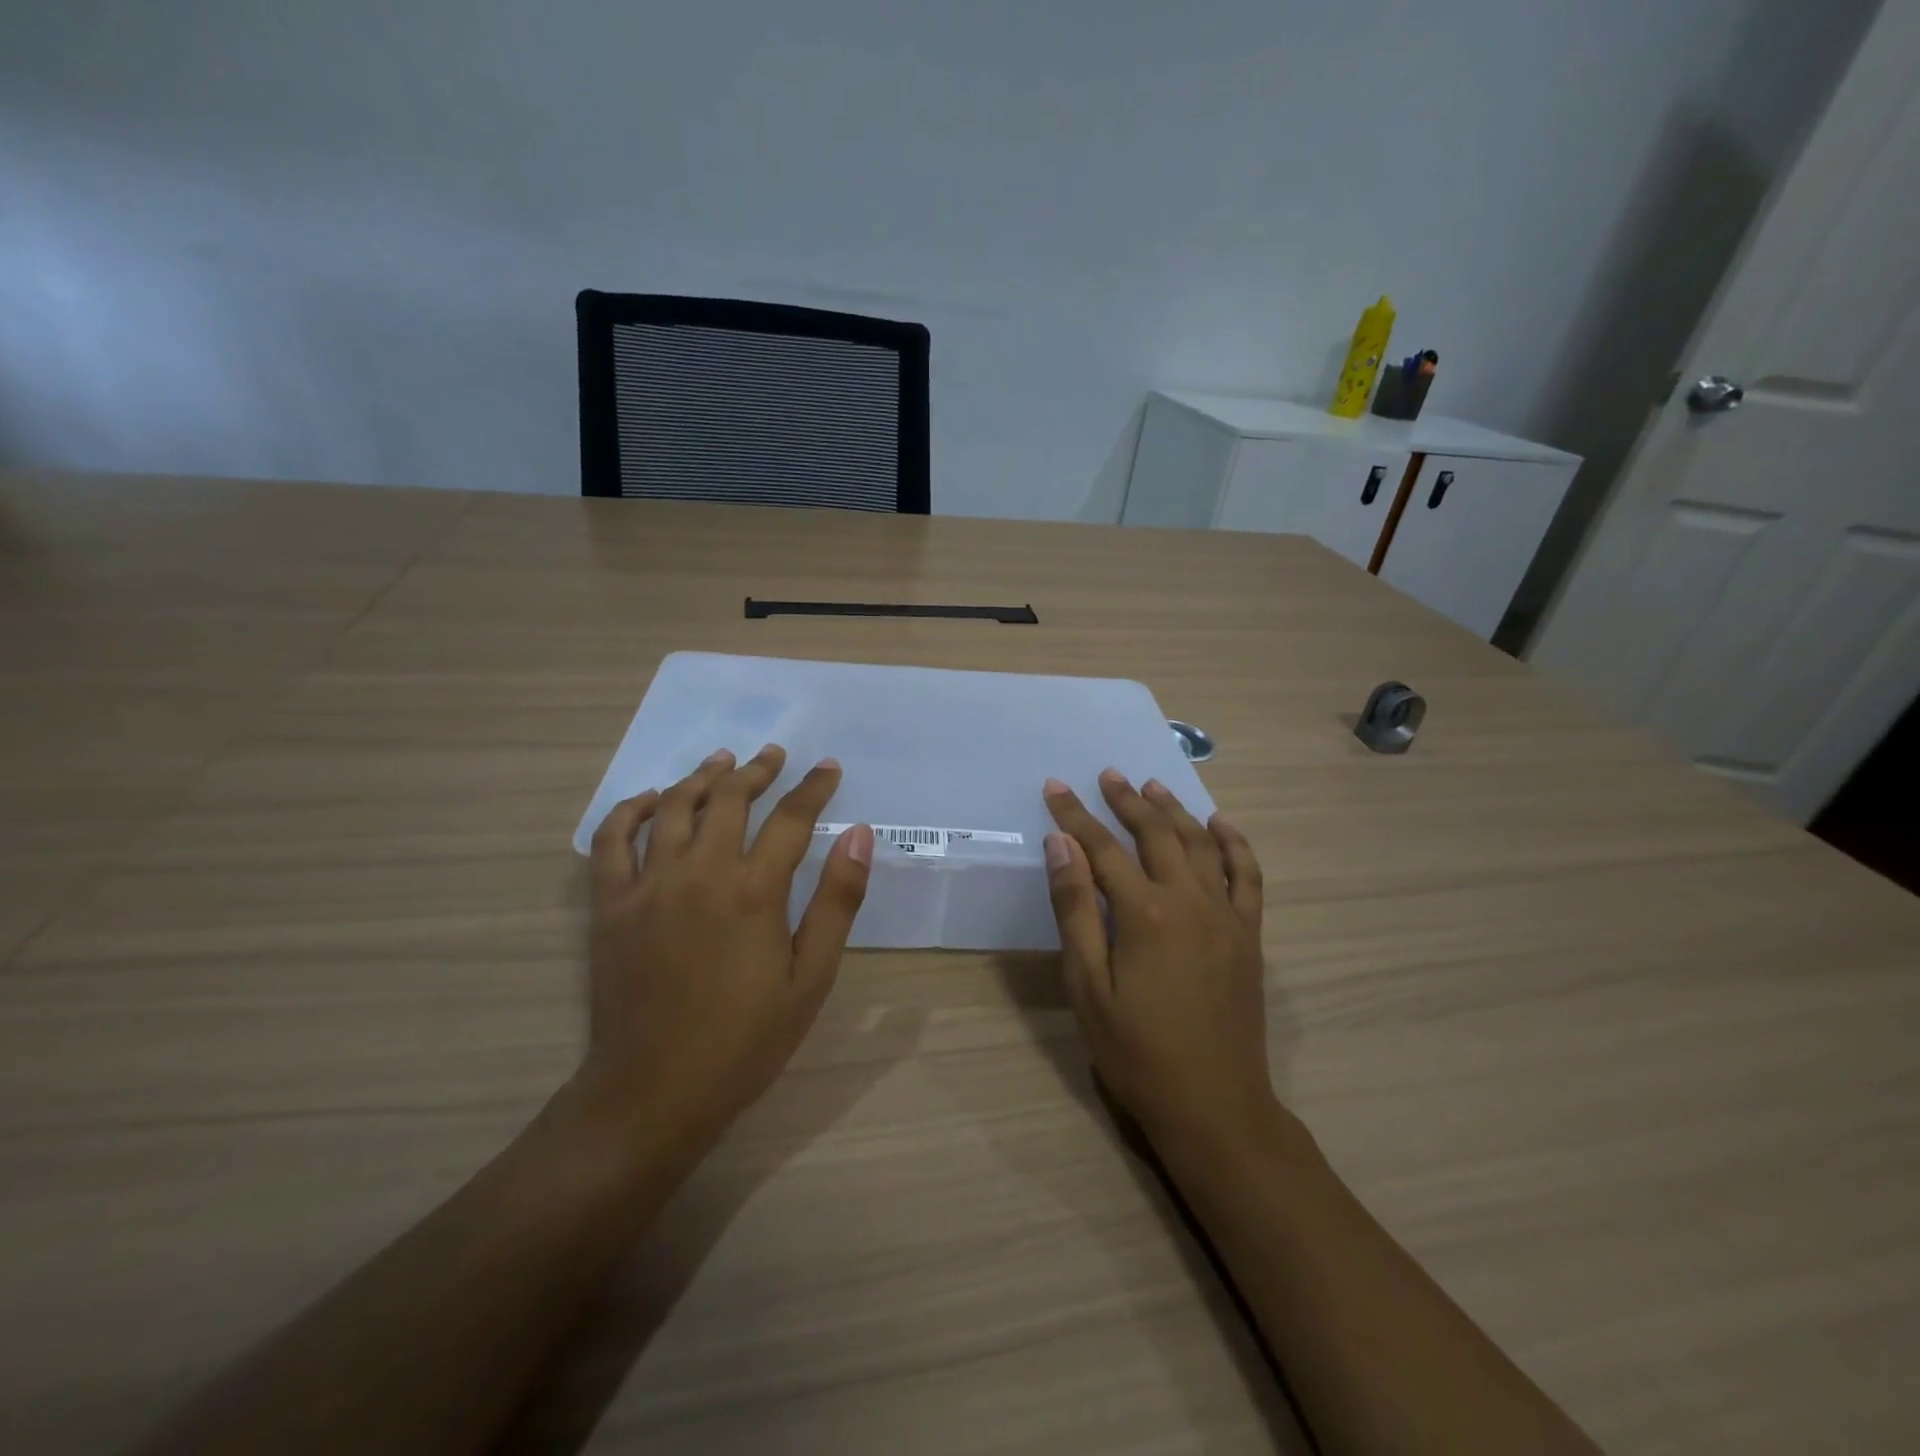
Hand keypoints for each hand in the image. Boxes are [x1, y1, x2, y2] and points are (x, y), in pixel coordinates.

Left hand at [581, 745, 874, 1157]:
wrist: (655, 1091)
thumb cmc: (745, 1040)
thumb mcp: (811, 978)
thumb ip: (837, 901)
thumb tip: (860, 835)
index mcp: (754, 892)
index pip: (791, 819)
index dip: (814, 788)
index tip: (828, 769)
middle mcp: (700, 873)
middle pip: (730, 800)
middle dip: (757, 771)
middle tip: (774, 755)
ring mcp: (649, 885)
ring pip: (674, 809)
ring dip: (701, 778)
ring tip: (722, 760)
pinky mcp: (611, 904)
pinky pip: (612, 840)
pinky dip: (631, 810)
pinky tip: (652, 799)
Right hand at [1042, 769, 1273, 1149]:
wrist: (1214, 1105)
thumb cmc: (1137, 1051)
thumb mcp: (1088, 986)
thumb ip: (1076, 910)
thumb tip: (1061, 845)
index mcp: (1145, 913)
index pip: (1102, 848)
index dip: (1075, 815)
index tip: (1055, 788)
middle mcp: (1190, 900)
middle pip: (1156, 834)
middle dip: (1127, 801)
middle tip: (1108, 776)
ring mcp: (1226, 915)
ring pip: (1201, 844)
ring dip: (1176, 811)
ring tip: (1153, 788)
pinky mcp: (1248, 934)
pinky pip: (1247, 875)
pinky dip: (1234, 844)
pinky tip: (1220, 825)